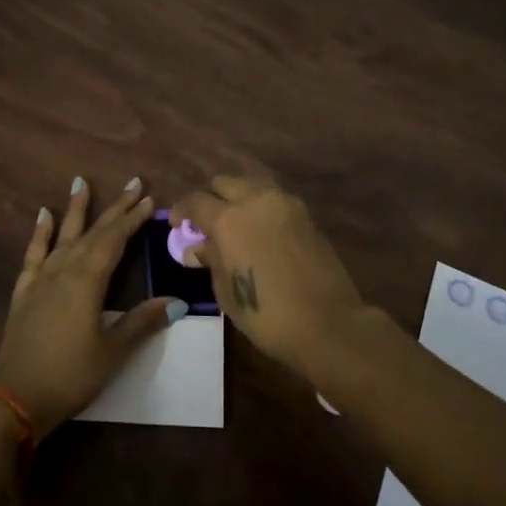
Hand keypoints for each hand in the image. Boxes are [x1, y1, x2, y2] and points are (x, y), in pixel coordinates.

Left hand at [0, 176, 181, 435]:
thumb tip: (176, 301)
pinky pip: (34, 253)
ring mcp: (41, 278)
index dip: (133, 219)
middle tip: (133, 183)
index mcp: (88, 280)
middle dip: (115, 207)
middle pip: (94, 232)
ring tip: (80, 182)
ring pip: (63, 235)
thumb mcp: (112, 351)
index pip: (115, 240)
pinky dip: (40, 232)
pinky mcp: (24, 291)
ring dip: (75, 209)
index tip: (149, 199)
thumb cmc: (70, 375)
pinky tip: (43, 215)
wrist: (14, 397)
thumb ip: (141, 322)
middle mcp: (65, 269)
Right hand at [170, 176, 365, 375]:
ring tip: (236, 223)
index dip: (182, 211)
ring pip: (251, 185)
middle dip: (211, 198)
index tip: (177, 224)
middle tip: (208, 223)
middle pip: (224, 183)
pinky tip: (260, 230)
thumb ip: (211, 259)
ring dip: (238, 197)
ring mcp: (284, 203)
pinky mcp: (305, 213)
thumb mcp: (226, 291)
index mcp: (228, 219)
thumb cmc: (267, 314)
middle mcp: (254, 200)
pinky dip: (261, 206)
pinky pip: (274, 198)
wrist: (327, 323)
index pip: (195, 201)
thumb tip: (197, 247)